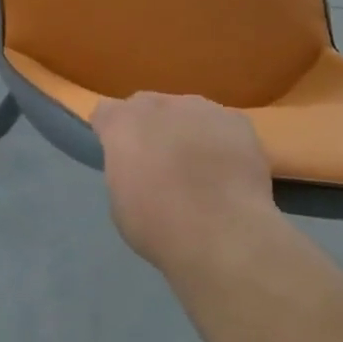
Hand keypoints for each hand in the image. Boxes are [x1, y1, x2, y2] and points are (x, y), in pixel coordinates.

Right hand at [93, 93, 276, 272]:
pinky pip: (222, 125)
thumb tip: (137, 167)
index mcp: (123, 123)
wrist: (225, 236)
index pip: (106, 112)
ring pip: (187, 113)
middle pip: (148, 106)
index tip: (120, 155)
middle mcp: (159, 105)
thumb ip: (124, 170)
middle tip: (161, 164)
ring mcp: (201, 108)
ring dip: (187, 132)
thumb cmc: (160, 227)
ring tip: (201, 169)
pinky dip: (221, 142)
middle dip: (150, 128)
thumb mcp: (121, 203)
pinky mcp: (236, 121)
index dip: (111, 132)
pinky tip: (229, 171)